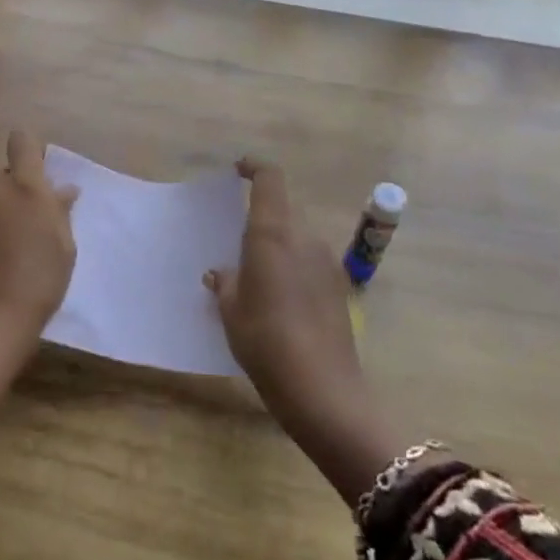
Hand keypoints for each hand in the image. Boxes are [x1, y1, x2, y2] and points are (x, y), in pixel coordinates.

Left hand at [0, 130, 78, 349]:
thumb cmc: (38, 280)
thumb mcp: (64, 245)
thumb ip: (59, 211)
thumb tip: (62, 190)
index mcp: (25, 185)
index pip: (22, 143)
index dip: (29, 151)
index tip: (38, 170)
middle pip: (4, 178)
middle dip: (15, 193)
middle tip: (27, 225)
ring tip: (4, 253)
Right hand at [205, 158, 361, 434]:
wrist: (324, 391)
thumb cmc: (266, 341)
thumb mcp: (231, 312)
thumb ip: (225, 283)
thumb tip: (220, 272)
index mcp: (273, 233)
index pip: (270, 179)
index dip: (254, 167)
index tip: (238, 171)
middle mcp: (304, 237)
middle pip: (283, 210)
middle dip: (261, 218)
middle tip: (237, 243)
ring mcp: (326, 262)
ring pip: (297, 238)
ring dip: (278, 247)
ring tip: (256, 278)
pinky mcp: (339, 287)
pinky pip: (309, 262)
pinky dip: (292, 268)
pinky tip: (279, 302)